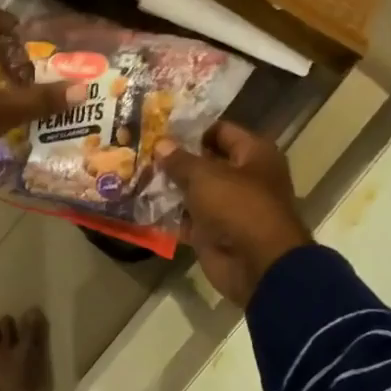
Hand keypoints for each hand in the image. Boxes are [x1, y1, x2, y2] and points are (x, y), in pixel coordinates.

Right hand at [156, 122, 310, 306]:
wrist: (256, 264)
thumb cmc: (238, 207)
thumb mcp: (205, 176)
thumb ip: (180, 159)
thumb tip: (161, 144)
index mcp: (253, 155)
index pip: (220, 131)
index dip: (191, 128)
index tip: (159, 126)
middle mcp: (243, 177)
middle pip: (205, 162)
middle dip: (174, 158)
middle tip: (141, 149)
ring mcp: (228, 207)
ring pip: (193, 191)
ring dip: (168, 186)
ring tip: (135, 173)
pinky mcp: (213, 232)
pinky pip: (187, 218)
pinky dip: (168, 214)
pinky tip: (140, 204)